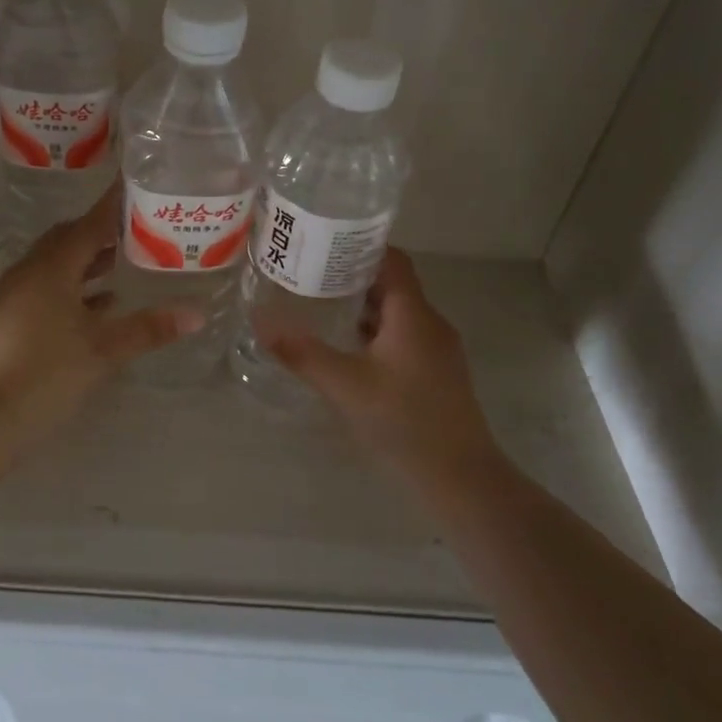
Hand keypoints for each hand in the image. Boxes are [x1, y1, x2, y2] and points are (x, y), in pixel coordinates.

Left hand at [0, 189, 202, 432]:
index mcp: (51, 268)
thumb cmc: (49, 373)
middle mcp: (29, 272)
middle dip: (99, 231)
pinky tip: (100, 304)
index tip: (134, 185)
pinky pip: (46, 287)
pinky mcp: (10, 319)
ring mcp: (15, 296)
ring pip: (55, 264)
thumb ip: (149, 328)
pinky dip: (73, 287)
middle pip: (67, 239)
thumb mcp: (105, 350)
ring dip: (85, 260)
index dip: (113, 206)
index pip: (88, 225)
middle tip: (134, 226)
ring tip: (121, 260)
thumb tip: (197, 314)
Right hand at [266, 249, 500, 476]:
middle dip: (353, 275)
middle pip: (393, 284)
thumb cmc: (404, 423)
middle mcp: (431, 323)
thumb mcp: (344, 386)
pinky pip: (404, 336)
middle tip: (310, 273)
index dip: (360, 245)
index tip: (323, 242)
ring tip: (322, 304)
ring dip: (364, 305)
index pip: (392, 259)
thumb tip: (259, 318)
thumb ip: (301, 352)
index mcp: (414, 315)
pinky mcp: (438, 373)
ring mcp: (438, 350)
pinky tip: (349, 348)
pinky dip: (376, 331)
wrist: (461, 479)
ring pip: (398, 312)